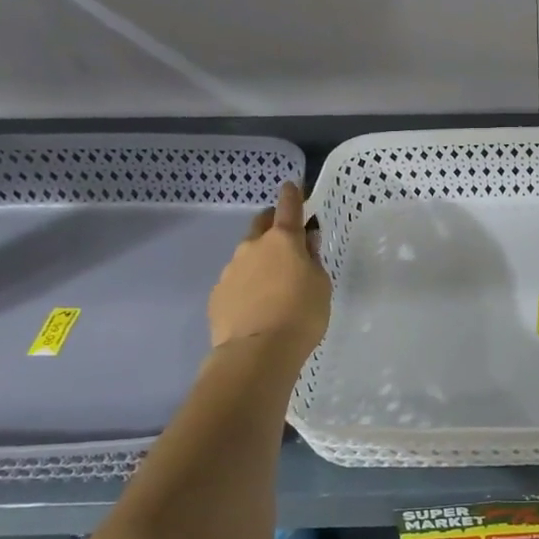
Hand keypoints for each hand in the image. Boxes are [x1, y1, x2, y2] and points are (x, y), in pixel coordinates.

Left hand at [207, 181, 330, 360]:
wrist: (257, 353)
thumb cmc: (301, 314)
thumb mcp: (321, 284)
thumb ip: (312, 260)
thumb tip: (305, 244)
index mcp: (283, 240)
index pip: (288, 207)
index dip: (292, 195)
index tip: (292, 186)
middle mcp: (253, 247)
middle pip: (261, 226)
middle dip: (273, 226)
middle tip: (287, 240)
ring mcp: (230, 270)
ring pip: (247, 256)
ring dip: (260, 261)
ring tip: (273, 285)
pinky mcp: (217, 295)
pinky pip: (236, 281)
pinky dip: (247, 286)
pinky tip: (257, 306)